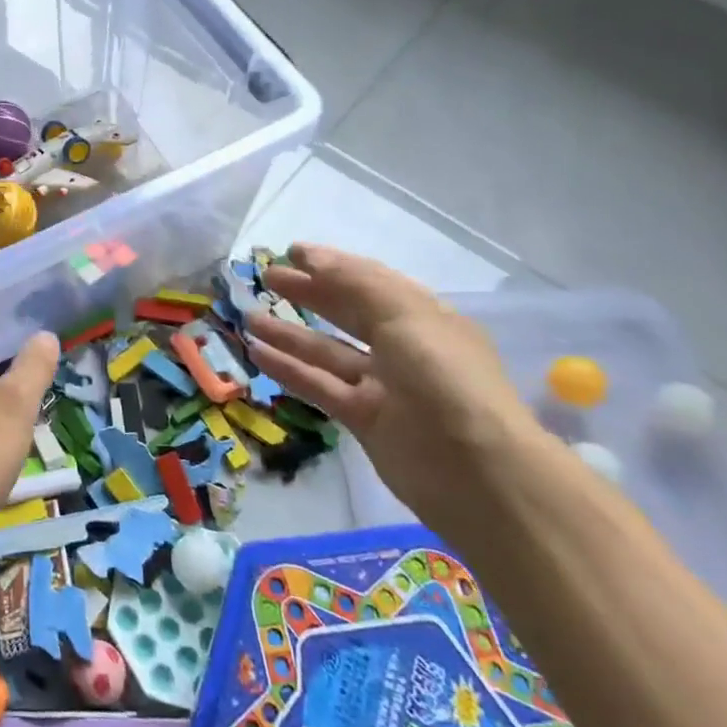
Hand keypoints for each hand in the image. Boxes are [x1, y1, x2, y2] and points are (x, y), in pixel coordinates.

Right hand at [243, 245, 542, 534]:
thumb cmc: (444, 379)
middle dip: (308, 293)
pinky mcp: (364, 420)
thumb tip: (310, 255)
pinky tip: (257, 354)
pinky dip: (289, 369)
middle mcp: (404, 348)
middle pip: (347, 312)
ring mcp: (384, 386)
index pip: (370, 281)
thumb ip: (355, 281)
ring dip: (290, 333)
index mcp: (424, 317)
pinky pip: (320, 386)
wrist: (477, 473)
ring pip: (328, 351)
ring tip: (249, 317)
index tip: (290, 253)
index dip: (331, 265)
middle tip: (266, 279)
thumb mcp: (405, 315)